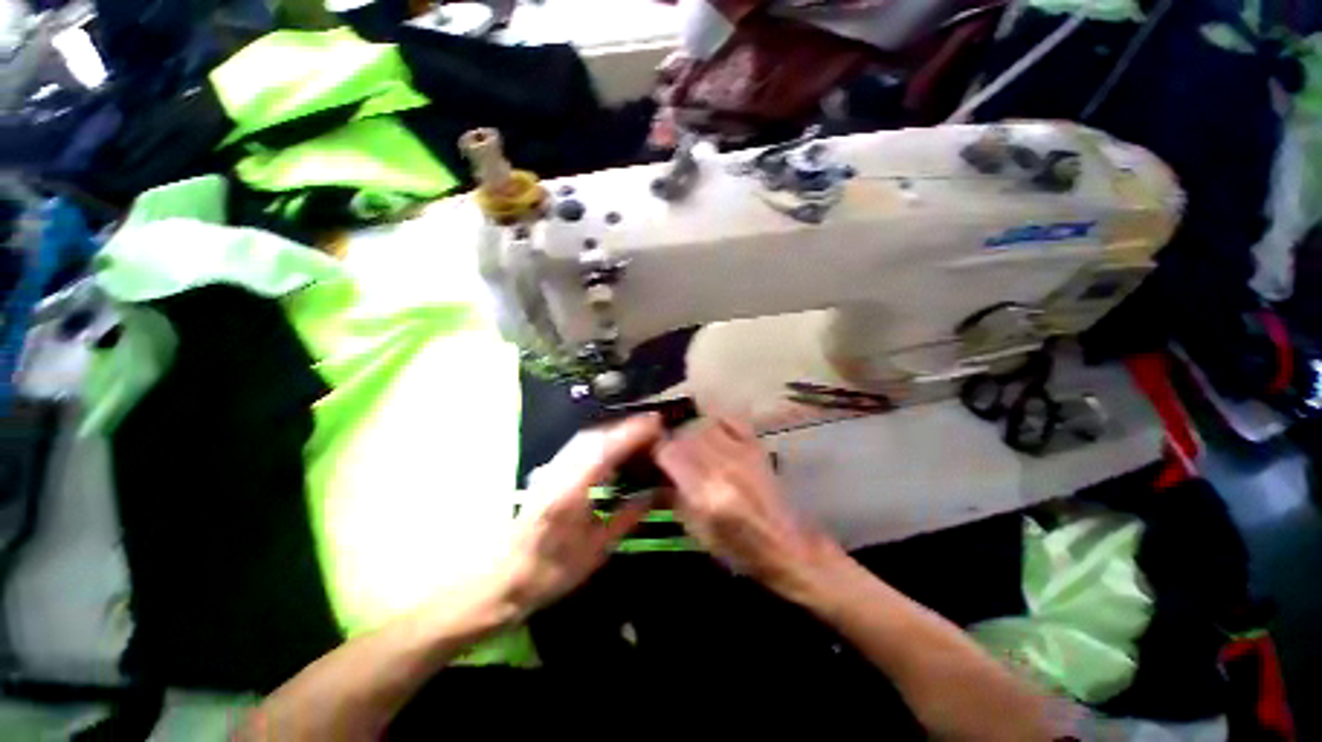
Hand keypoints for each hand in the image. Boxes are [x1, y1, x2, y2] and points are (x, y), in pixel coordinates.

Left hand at [494, 414, 662, 617]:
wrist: (502, 578)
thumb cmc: (551, 571)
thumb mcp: (596, 549)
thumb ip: (628, 517)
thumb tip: (657, 493)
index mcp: (570, 492)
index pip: (605, 450)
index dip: (632, 432)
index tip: (656, 423)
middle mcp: (558, 472)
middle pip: (594, 436)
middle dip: (626, 426)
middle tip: (654, 425)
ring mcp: (550, 468)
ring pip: (585, 437)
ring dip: (613, 429)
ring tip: (640, 430)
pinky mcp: (548, 470)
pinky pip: (579, 444)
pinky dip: (601, 437)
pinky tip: (614, 443)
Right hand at [654, 417, 841, 591]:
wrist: (784, 545)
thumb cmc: (736, 547)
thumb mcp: (695, 530)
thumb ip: (671, 497)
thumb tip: (653, 477)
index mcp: (706, 490)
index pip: (669, 452)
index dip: (655, 452)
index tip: (651, 459)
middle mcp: (723, 465)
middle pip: (685, 435)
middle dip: (671, 443)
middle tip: (669, 455)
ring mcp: (742, 452)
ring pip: (705, 424)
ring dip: (691, 433)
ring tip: (691, 448)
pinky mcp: (756, 446)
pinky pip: (731, 420)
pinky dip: (717, 422)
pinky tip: (712, 434)